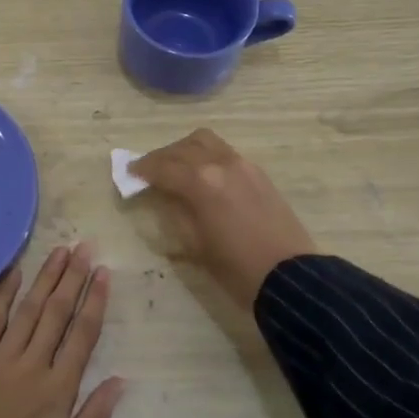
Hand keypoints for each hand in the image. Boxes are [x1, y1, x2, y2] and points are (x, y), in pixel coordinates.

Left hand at [0, 244, 125, 417]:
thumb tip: (120, 381)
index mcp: (59, 388)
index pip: (83, 334)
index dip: (95, 301)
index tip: (104, 273)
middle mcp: (34, 364)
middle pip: (57, 313)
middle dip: (73, 278)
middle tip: (84, 248)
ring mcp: (2, 358)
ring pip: (29, 309)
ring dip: (46, 278)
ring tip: (60, 252)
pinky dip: (3, 295)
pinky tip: (15, 272)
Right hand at [130, 129, 317, 308]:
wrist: (288, 276)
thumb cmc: (235, 268)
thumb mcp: (194, 244)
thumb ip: (174, 212)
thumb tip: (163, 195)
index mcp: (201, 182)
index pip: (163, 167)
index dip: (142, 169)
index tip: (130, 174)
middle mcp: (220, 164)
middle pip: (183, 147)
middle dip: (161, 156)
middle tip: (148, 171)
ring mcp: (243, 164)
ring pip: (206, 141)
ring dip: (185, 149)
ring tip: (175, 167)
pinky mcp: (258, 172)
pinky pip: (224, 151)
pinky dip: (206, 155)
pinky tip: (202, 174)